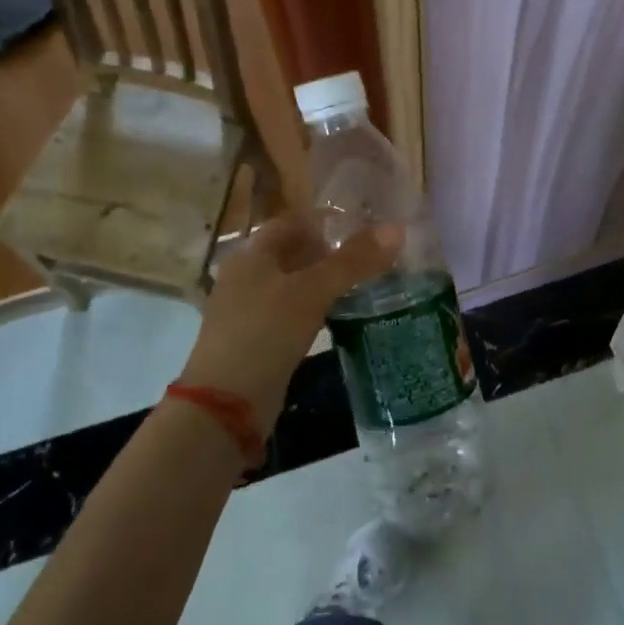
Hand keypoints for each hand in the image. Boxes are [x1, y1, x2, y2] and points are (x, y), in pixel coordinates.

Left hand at [177, 216, 400, 431]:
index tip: (365, 225)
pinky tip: (340, 313)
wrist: (226, 405)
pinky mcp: (257, 339)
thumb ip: (353, 261)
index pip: (293, 222)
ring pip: (294, 283)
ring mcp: (249, 309)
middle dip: (330, 251)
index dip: (327, 220)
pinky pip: (291, 311)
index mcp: (251, 254)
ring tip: (364, 281)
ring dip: (324, 280)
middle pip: (293, 252)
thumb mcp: (312, 292)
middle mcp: (246, 275)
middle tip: (371, 254)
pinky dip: (315, 307)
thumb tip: (397, 229)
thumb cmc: (265, 333)